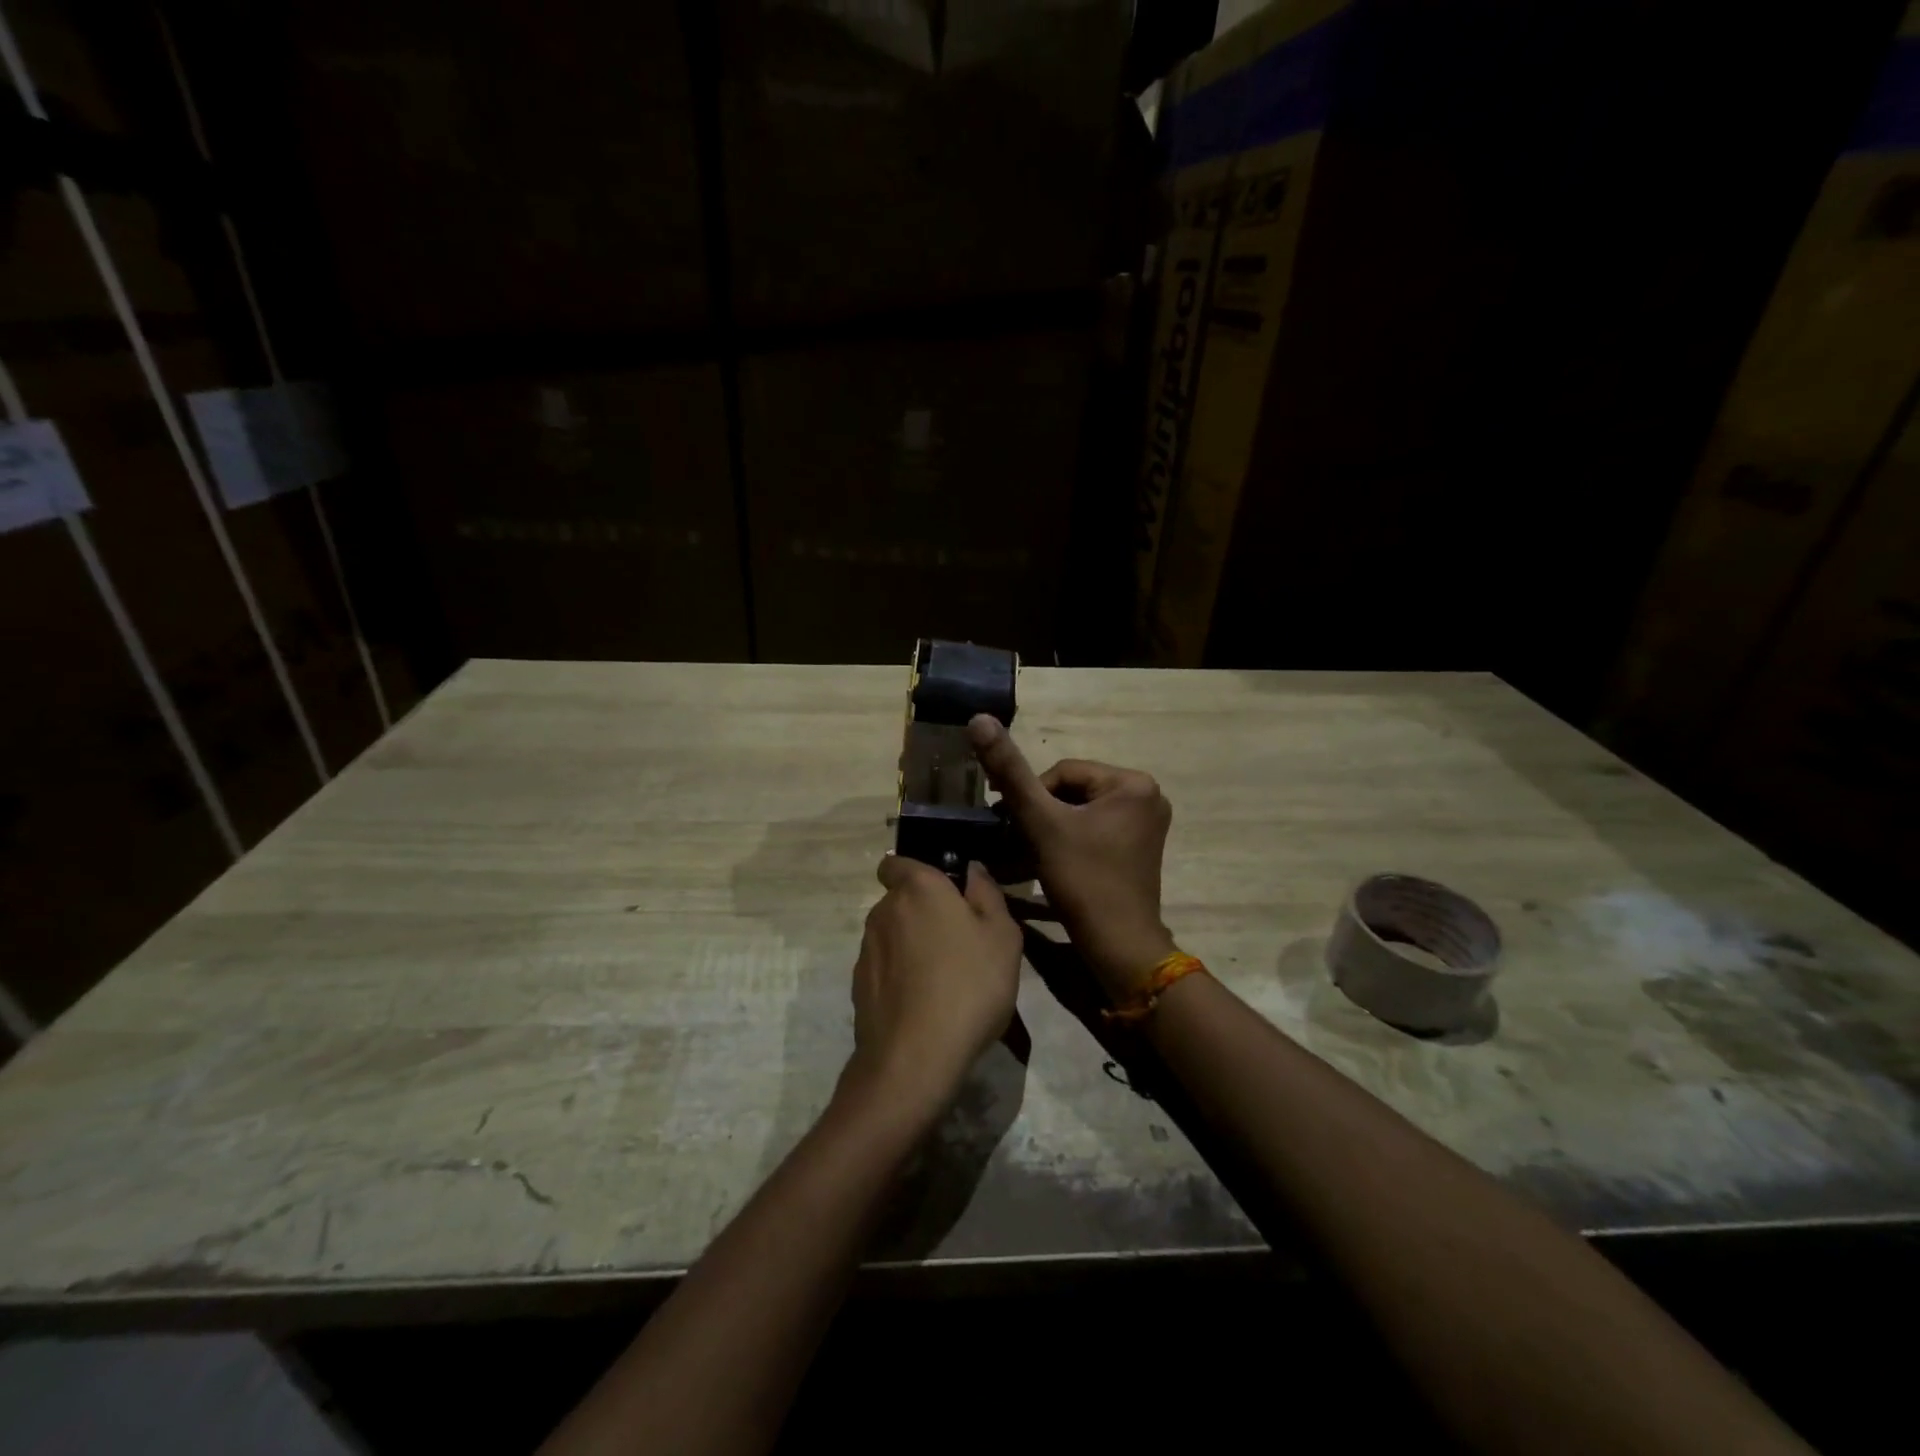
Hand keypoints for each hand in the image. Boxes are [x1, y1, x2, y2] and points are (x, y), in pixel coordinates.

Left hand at [843, 855, 1022, 1120]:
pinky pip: (884, 967)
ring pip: (892, 935)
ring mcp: (866, 950)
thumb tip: (972, 869)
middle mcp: (884, 911)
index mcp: (918, 888)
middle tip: (960, 941)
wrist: (916, 1057)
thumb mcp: (1002, 936)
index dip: (917, 871)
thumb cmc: (969, 985)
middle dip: (923, 912)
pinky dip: (900, 976)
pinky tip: (925, 1003)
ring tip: (945, 978)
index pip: (897, 862)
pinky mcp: (858, 985)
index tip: (945, 892)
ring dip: (912, 946)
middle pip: (900, 900)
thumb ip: (987, 893)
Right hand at [968, 715, 1175, 998]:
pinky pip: (1096, 831)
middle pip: (1073, 791)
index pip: (1063, 772)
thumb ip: (1010, 772)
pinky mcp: (1139, 848)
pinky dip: (1070, 841)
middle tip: (1016, 840)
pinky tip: (1051, 862)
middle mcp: (1147, 796)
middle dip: (1042, 814)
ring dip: (1051, 829)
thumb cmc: (1083, 880)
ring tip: (1029, 853)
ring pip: (1081, 812)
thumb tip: (979, 719)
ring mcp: (1146, 824)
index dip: (1031, 797)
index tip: (1010, 824)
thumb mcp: (1041, 823)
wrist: (1118, 945)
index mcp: (1132, 783)